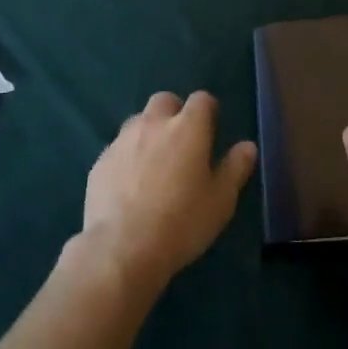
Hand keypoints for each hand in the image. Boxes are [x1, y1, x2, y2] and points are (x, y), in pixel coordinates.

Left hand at [77, 91, 256, 295]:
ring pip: (138, 122)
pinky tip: (130, 186)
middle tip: (182, 143)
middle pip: (164, 101)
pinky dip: (127, 157)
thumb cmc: (182, 222)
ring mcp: (122, 141)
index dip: (208, 110)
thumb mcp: (221, 200)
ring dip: (149, 133)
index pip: (202, 99)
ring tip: (155, 164)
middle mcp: (153, 124)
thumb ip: (235, 168)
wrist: (122, 249)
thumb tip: (247, 146)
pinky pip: (118, 149)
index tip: (212, 129)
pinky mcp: (100, 162)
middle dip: (175, 113)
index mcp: (187, 128)